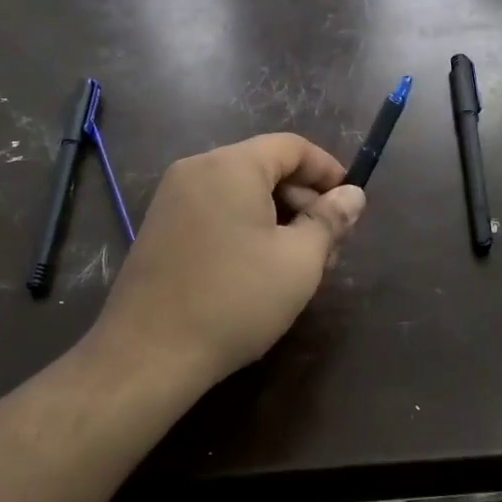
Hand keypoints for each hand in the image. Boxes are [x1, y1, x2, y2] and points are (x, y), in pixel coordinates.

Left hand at [87, 133, 365, 392]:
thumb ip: (329, 220)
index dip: (328, 170)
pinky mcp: (160, 229)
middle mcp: (197, 170)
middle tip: (330, 245)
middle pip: (265, 167)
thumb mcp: (298, 261)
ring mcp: (172, 200)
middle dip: (304, 200)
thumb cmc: (235, 300)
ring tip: (301, 264)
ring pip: (241, 193)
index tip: (351, 203)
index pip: (291, 146)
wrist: (148, 354)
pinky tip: (261, 269)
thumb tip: (353, 195)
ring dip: (278, 218)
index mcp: (231, 166)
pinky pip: (216, 212)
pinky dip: (246, 228)